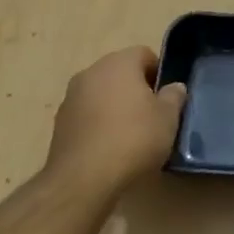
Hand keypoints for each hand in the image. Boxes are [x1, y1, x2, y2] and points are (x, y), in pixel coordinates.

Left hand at [46, 47, 186, 193]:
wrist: (84, 178)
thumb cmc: (134, 139)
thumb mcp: (168, 119)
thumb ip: (173, 97)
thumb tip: (174, 87)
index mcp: (118, 63)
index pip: (144, 54)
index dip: (159, 72)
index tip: (168, 97)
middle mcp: (91, 72)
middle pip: (120, 73)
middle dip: (137, 89)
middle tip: (153, 116)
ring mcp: (71, 97)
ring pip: (102, 93)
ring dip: (116, 106)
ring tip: (132, 134)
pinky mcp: (60, 122)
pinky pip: (88, 114)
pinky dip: (99, 124)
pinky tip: (110, 147)